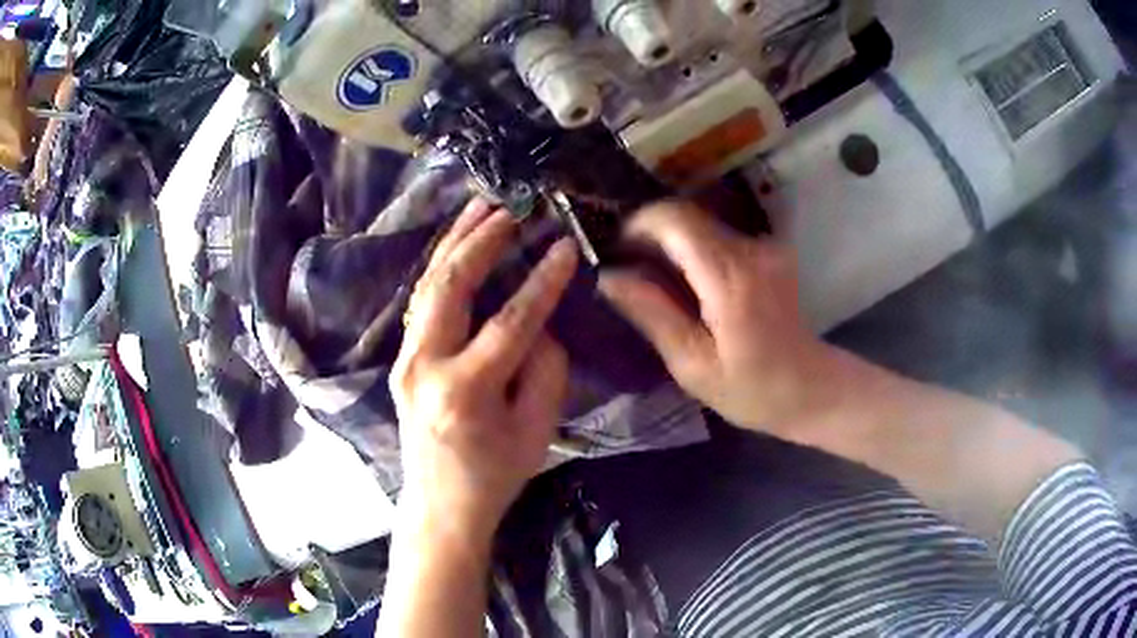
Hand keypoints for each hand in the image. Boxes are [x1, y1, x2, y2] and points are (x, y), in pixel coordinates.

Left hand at [391, 198, 578, 545]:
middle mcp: (425, 366)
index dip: (542, 281)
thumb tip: (540, 323)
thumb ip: (545, 369)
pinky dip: (443, 266)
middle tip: (511, 207)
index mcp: (466, 390)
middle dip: (482, 240)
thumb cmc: (495, 475)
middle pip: (451, 286)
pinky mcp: (401, 358)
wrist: (440, 505)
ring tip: (480, 206)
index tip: (565, 245)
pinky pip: (422, 301)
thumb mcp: (537, 430)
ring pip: (428, 285)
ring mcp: (405, 359)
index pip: (511, 321)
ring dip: (455, 242)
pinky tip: (459, 245)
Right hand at [599, 201, 832, 432]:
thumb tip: (609, 276)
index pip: (675, 219)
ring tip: (658, 284)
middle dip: (651, 235)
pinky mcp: (770, 251)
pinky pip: (720, 238)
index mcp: (730, 278)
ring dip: (673, 245)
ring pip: (702, 225)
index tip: (618, 253)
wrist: (811, 388)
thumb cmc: (750, 390)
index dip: (638, 225)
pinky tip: (692, 288)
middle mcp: (751, 249)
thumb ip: (652, 314)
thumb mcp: (692, 365)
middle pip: (687, 216)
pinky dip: (696, 253)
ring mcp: (765, 246)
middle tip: (631, 273)